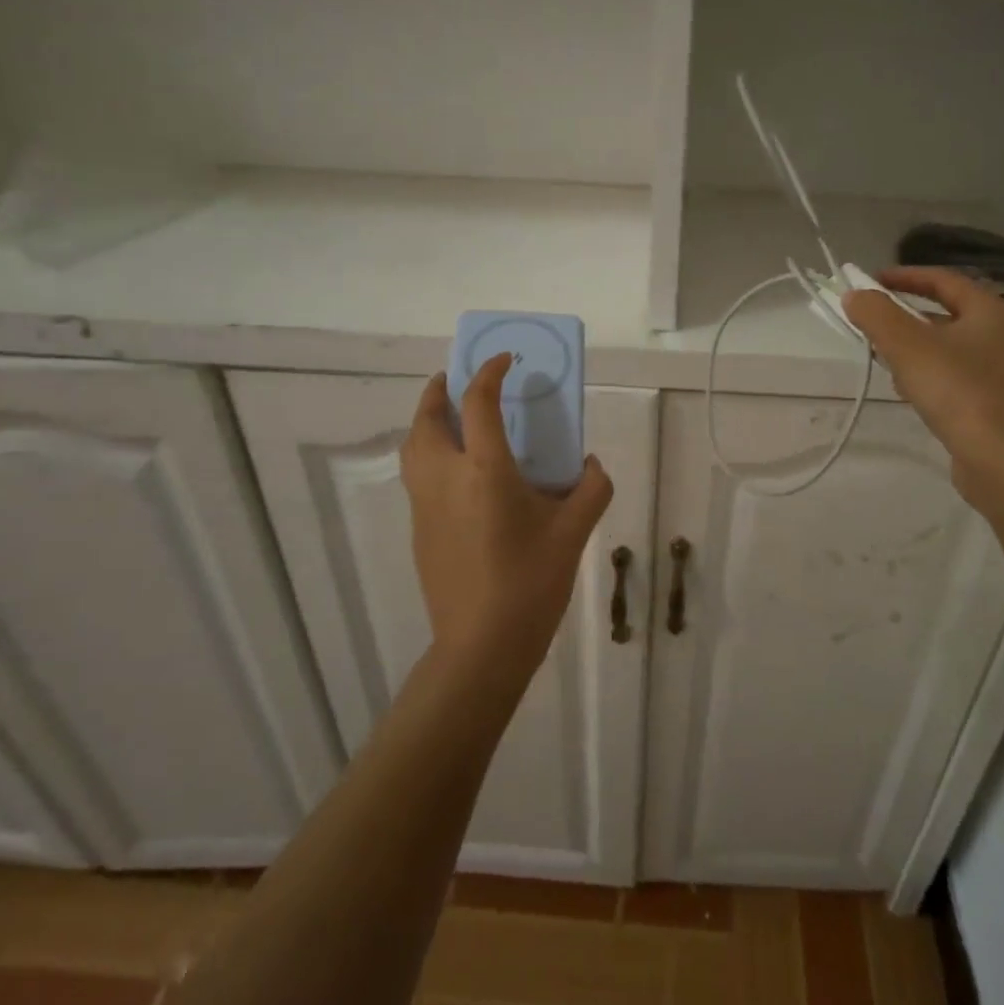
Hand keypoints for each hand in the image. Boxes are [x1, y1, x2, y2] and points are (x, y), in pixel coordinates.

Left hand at [400, 356, 613, 689]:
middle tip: (457, 377)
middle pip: (428, 418)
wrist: (481, 645)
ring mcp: (425, 505)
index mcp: (485, 470)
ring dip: (426, 420)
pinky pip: (416, 474)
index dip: (489, 372)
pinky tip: (455, 471)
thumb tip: (591, 464)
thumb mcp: (574, 533)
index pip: (478, 403)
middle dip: (440, 389)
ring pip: (412, 446)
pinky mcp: (418, 529)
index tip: (504, 359)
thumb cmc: (531, 583)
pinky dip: (428, 452)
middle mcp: (446, 478)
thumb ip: (591, 489)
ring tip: (449, 416)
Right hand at [845, 269, 1003, 518]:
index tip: (869, 281)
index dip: (904, 276)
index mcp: (989, 311)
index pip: (942, 280)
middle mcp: (999, 335)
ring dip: (911, 348)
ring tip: (881, 359)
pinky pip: (949, 377)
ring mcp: (997, 371)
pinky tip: (907, 393)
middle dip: (903, 316)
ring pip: (944, 347)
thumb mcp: (909, 347)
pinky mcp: (990, 404)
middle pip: (943, 313)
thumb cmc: (960, 393)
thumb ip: (877, 315)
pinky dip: (924, 376)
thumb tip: (855, 294)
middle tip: (868, 322)